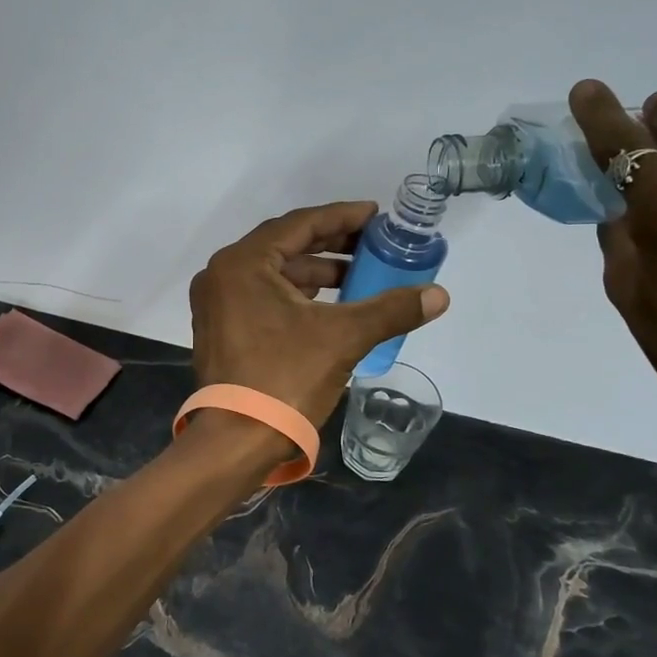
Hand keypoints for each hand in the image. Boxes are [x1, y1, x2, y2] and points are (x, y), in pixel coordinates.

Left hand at [189, 202, 450, 425]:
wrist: (238, 440)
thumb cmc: (285, 379)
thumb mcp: (343, 338)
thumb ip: (391, 309)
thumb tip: (439, 295)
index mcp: (242, 264)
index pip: (299, 225)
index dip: (342, 217)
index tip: (376, 215)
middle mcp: (222, 275)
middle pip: (284, 246)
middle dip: (331, 244)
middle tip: (372, 244)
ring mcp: (217, 304)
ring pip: (273, 274)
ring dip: (315, 272)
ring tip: (358, 276)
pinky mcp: (220, 329)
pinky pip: (263, 296)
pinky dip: (296, 295)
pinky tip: (327, 304)